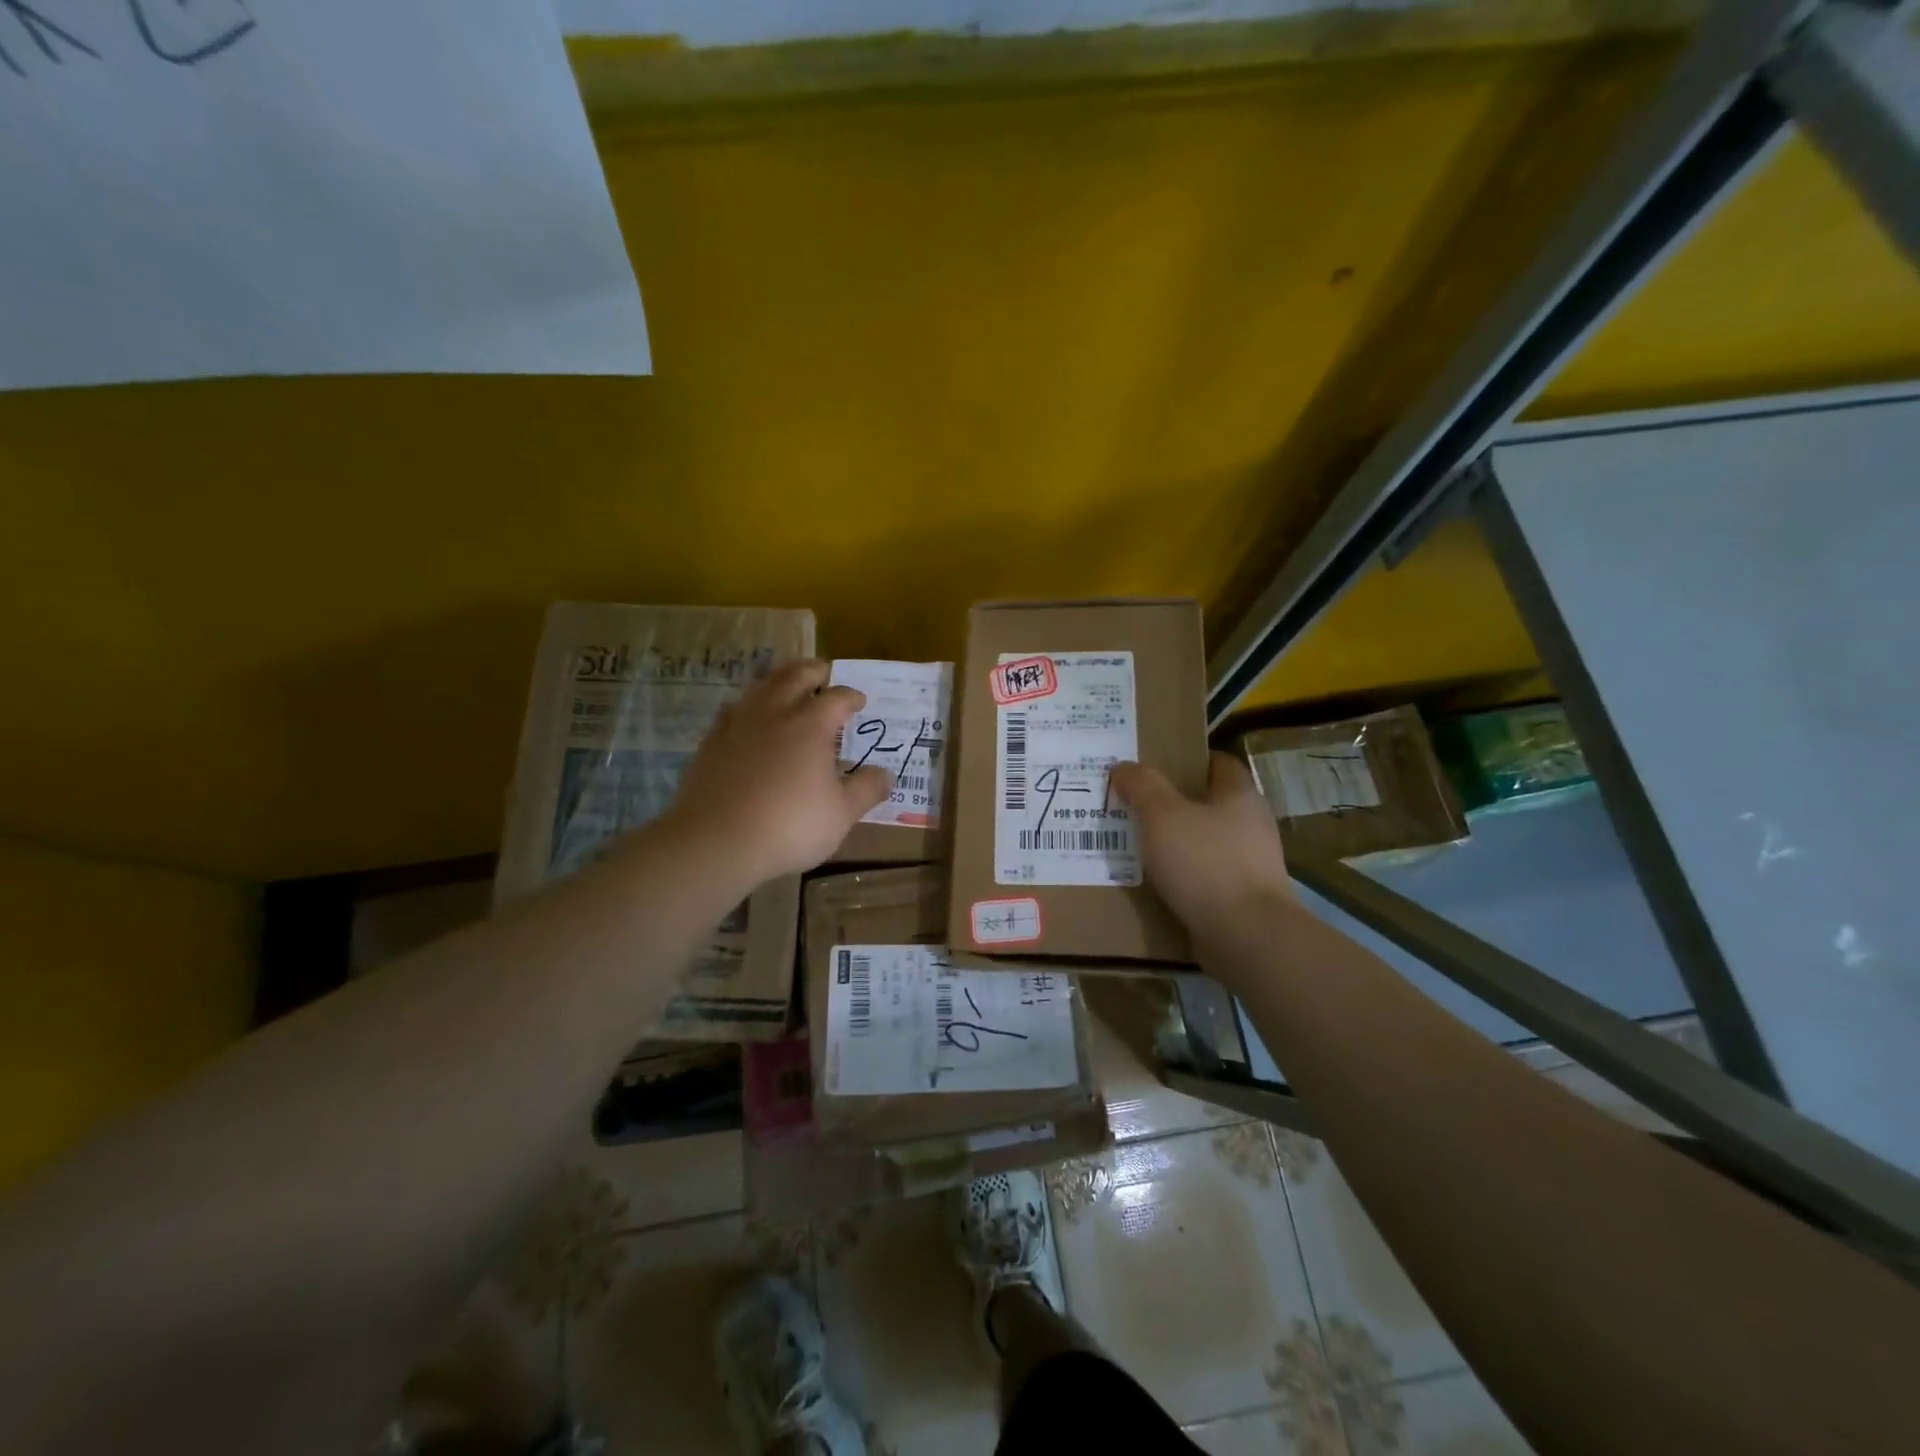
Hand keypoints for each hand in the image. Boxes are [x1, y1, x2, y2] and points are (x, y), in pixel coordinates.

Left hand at [665, 659, 891, 887]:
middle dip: (813, 671)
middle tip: (823, 673)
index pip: (837, 698)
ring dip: (778, 680)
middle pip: (795, 676)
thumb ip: (866, 790)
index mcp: (810, 725)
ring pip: (760, 686)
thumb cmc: (789, 826)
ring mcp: (738, 724)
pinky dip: (749, 705)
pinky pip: (733, 710)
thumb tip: (886, 774)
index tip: (860, 701)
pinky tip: (749, 718)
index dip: (851, 696)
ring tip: (787, 685)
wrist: (716, 841)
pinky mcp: (711, 742)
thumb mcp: (841, 814)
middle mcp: (774, 713)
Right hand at [1110, 752, 1296, 935]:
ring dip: (1177, 842)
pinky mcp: (1243, 899)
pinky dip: (1183, 876)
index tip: (1155, 764)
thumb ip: (1142, 786)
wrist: (1246, 936)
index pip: (1219, 763)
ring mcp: (1251, 865)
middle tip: (1135, 804)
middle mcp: (1252, 825)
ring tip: (1138, 844)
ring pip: (1206, 842)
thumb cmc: (1205, 863)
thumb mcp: (1161, 815)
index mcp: (1240, 796)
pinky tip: (1156, 882)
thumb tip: (1124, 766)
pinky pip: (1206, 877)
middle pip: (1210, 803)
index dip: (1188, 760)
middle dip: (1175, 803)